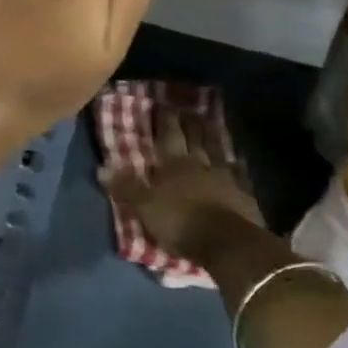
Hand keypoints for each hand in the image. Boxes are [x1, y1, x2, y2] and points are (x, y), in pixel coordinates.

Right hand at [102, 102, 262, 264]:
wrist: (229, 244)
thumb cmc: (180, 222)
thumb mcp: (144, 206)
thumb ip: (126, 187)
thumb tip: (102, 167)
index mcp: (175, 164)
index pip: (169, 135)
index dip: (166, 119)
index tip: (164, 104)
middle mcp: (201, 165)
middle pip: (196, 139)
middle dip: (191, 123)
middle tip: (190, 109)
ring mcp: (226, 179)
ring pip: (219, 151)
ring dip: (214, 137)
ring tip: (212, 124)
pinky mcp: (245, 196)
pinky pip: (239, 174)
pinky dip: (237, 166)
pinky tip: (238, 161)